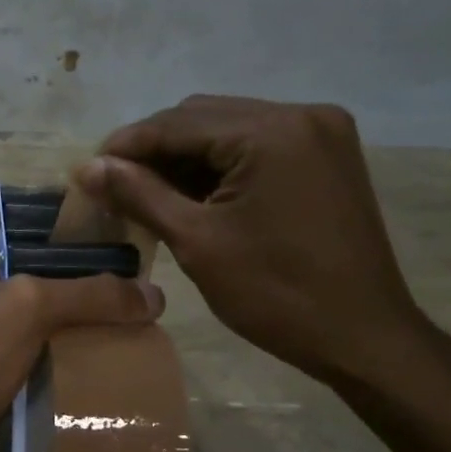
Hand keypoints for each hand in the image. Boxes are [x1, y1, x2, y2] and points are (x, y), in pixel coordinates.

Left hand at [0, 233, 163, 451]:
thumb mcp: (28, 308)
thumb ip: (89, 295)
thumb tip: (155, 294)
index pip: (31, 233)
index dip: (74, 235)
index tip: (124, 249)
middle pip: (40, 284)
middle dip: (86, 292)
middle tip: (140, 304)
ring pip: (38, 331)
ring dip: (77, 336)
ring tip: (133, 341)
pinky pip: (31, 372)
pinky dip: (60, 374)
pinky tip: (99, 383)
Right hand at [76, 96, 429, 388]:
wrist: (362, 336)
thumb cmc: (275, 294)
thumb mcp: (197, 241)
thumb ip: (139, 195)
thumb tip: (88, 167)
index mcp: (272, 131)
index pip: (179, 122)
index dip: (127, 145)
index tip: (89, 171)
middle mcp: (301, 114)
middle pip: (204, 117)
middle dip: (155, 149)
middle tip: (115, 186)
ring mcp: (321, 133)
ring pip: (229, 130)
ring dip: (186, 157)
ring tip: (146, 193)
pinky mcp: (327, 156)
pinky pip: (257, 146)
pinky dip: (220, 166)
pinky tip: (192, 194)